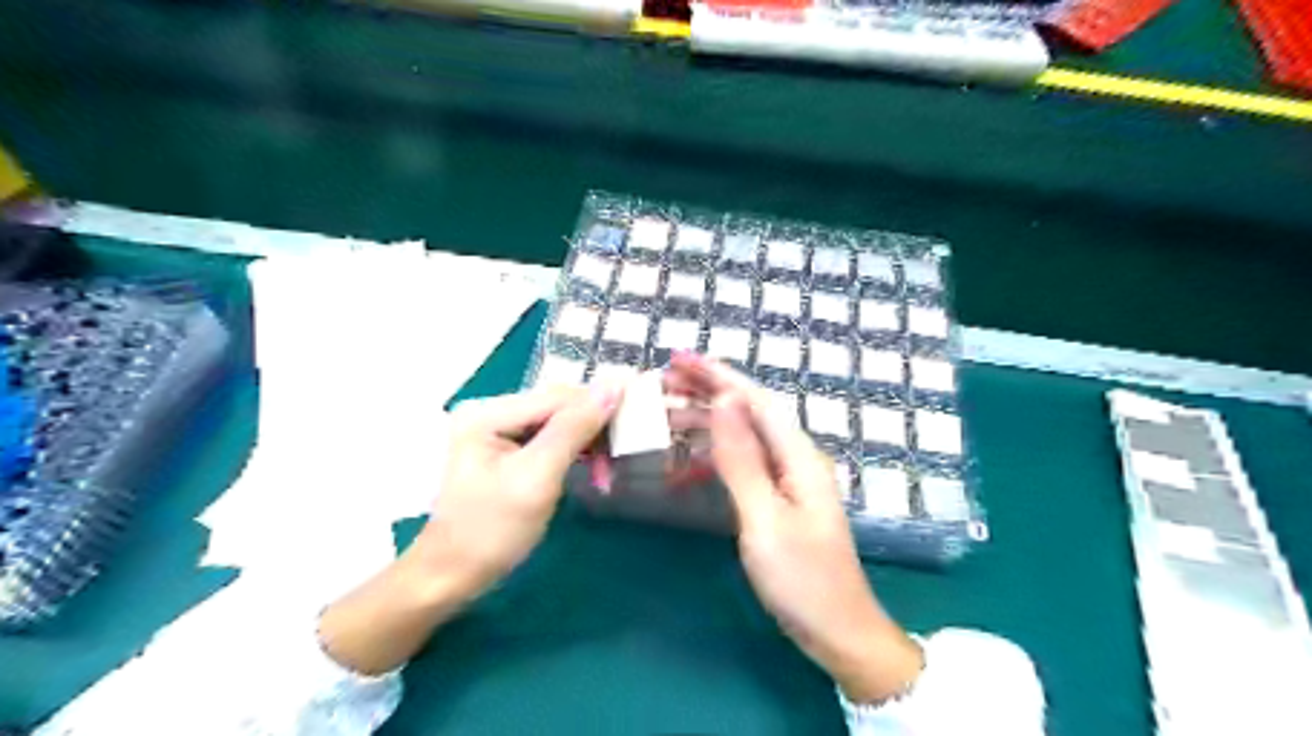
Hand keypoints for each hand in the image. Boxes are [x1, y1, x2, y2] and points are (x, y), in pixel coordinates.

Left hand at [320, 384, 620, 678]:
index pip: (558, 396)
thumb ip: (574, 429)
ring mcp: (496, 429)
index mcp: (488, 411)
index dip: (600, 406)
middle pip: (559, 406)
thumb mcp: (537, 478)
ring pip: (560, 422)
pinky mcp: (505, 448)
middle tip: (617, 462)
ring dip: (588, 445)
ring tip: (605, 475)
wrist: (451, 578)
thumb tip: (614, 384)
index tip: (635, 427)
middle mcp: (490, 410)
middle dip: (594, 432)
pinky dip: (574, 453)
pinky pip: (551, 438)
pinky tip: (589, 471)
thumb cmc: (491, 531)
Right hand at [668, 353, 921, 702]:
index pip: (755, 400)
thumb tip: (724, 402)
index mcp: (798, 456)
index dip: (717, 376)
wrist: (838, 632)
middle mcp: (795, 458)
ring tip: (665, 414)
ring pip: (743, 436)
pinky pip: (742, 464)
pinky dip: (713, 458)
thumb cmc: (802, 579)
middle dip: (707, 392)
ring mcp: (788, 479)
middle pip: (749, 412)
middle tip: (662, 382)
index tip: (679, 360)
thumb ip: (742, 460)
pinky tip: (686, 463)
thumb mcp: (765, 519)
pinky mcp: (779, 499)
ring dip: (705, 422)